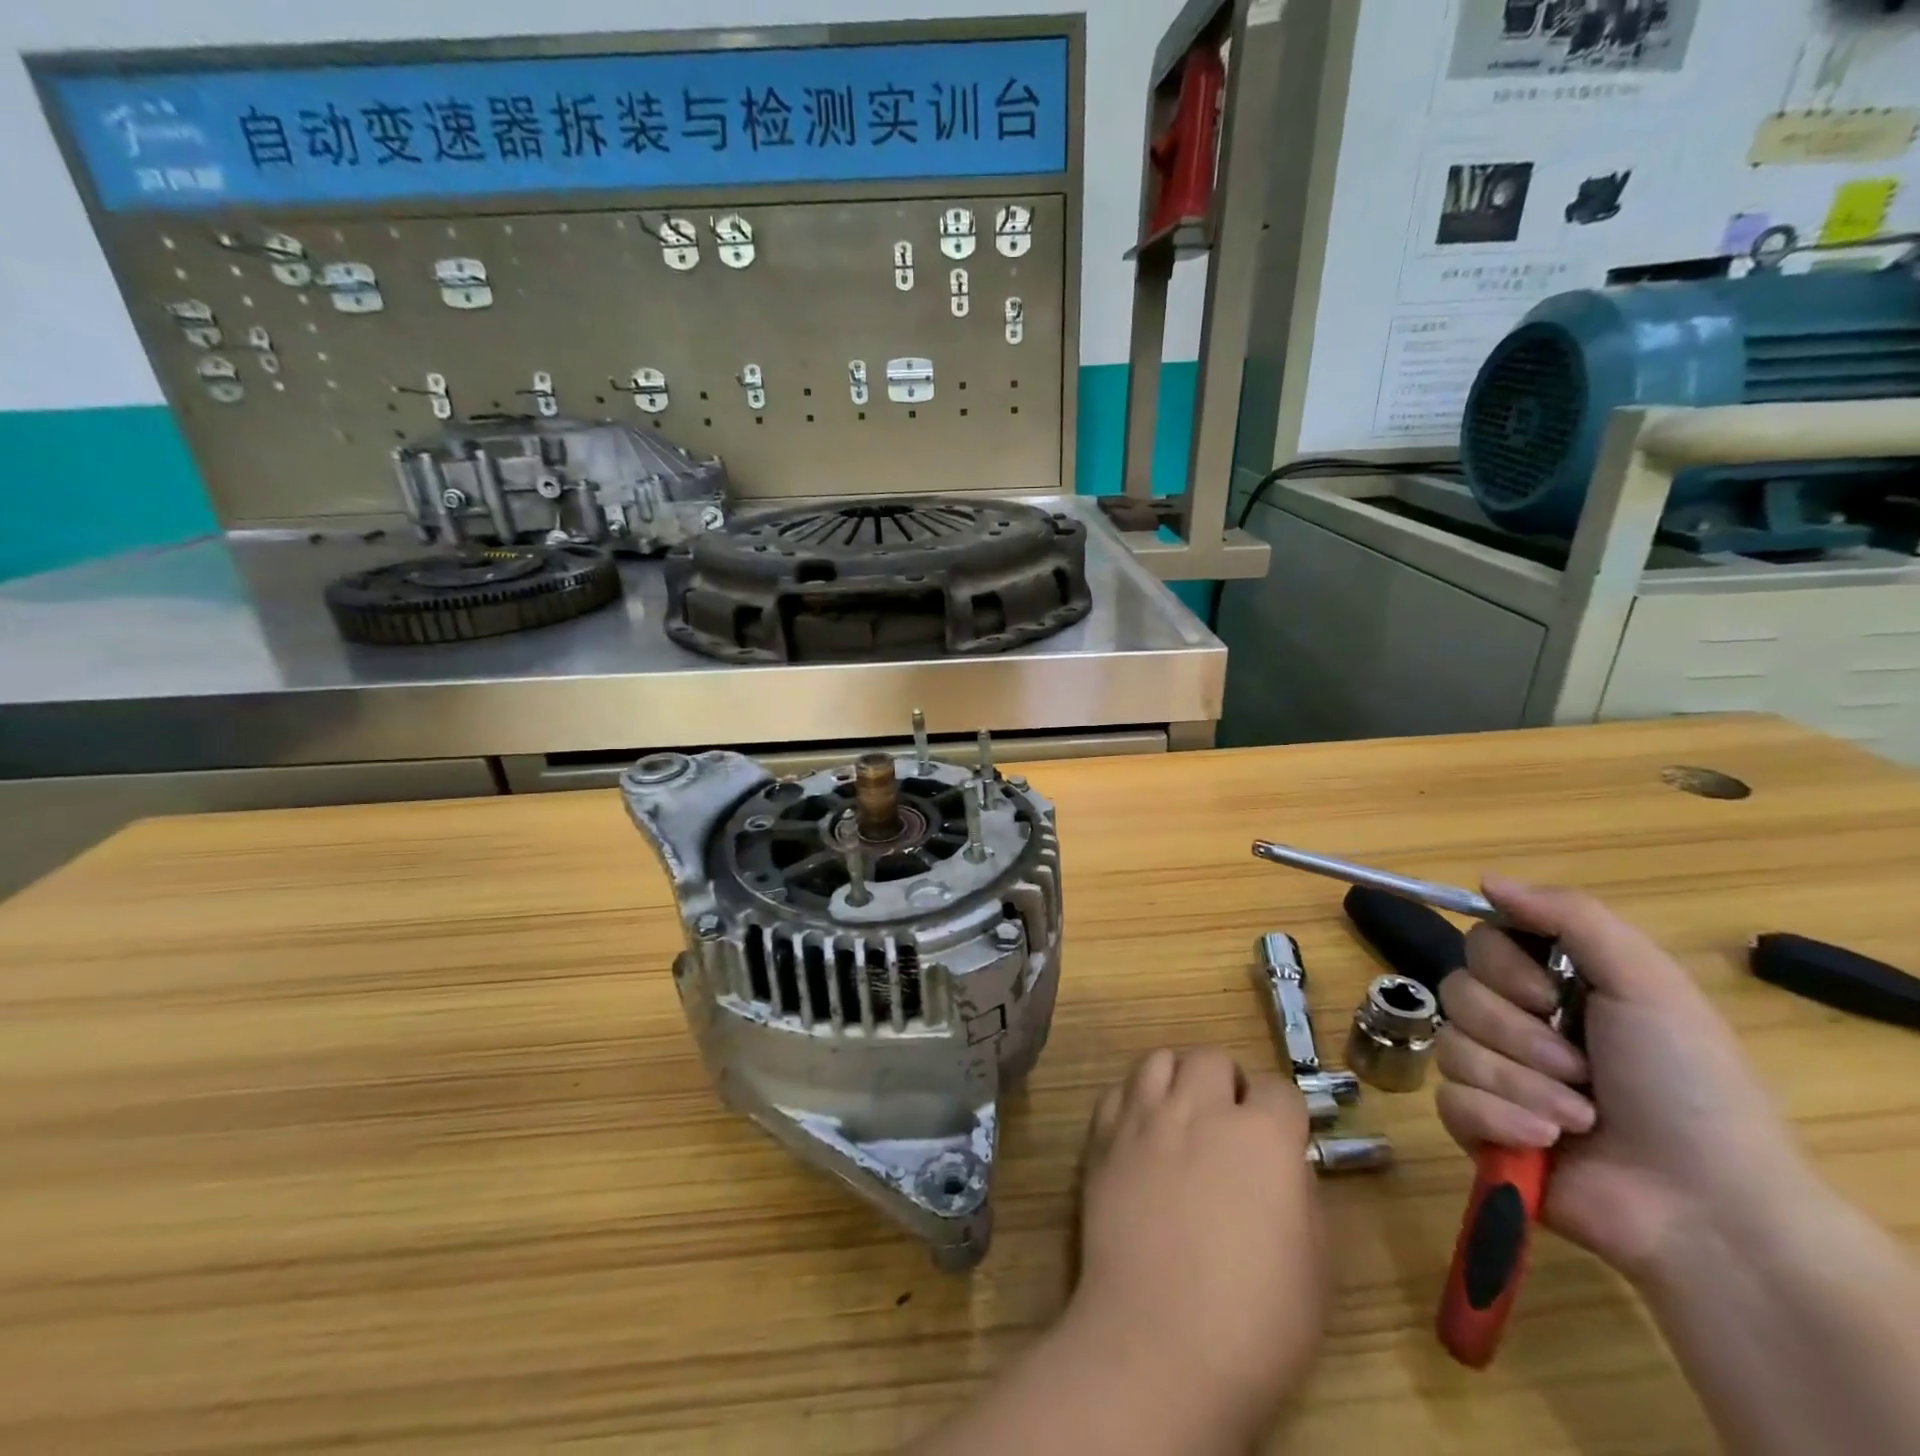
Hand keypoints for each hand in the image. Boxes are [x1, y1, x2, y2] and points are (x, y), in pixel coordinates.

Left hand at [1065, 1048, 1325, 1442]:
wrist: (1159, 1343)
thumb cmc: (1255, 1322)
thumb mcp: (1314, 1266)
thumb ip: (1300, 1194)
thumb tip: (1284, 1162)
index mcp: (1262, 1136)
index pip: (1278, 1087)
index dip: (1283, 1113)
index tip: (1281, 1139)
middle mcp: (1200, 1109)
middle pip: (1212, 1059)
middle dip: (1227, 1082)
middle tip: (1230, 1123)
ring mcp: (1145, 1118)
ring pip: (1159, 1059)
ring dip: (1178, 1078)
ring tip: (1184, 1114)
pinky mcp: (1103, 1138)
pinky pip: (1119, 1092)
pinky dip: (1134, 1101)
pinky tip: (1142, 1134)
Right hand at [1435, 875, 1808, 1284]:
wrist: (1709, 1209)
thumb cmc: (1688, 1087)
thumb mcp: (1647, 985)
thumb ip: (1570, 918)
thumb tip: (1486, 879)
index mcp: (1554, 987)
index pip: (1479, 944)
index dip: (1499, 966)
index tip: (1546, 994)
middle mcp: (1518, 1024)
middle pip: (1456, 992)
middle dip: (1517, 1034)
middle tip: (1579, 1068)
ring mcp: (1494, 1077)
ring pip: (1451, 1047)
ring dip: (1518, 1082)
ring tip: (1579, 1117)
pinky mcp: (1478, 1127)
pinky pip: (1448, 1099)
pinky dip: (1499, 1118)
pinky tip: (1545, 1141)